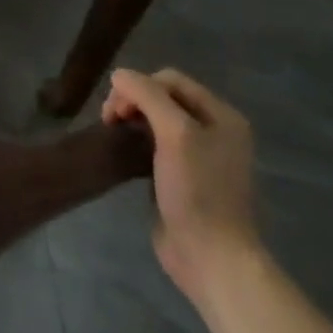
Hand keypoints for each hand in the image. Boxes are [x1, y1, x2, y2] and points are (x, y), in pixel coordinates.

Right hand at [102, 67, 261, 307]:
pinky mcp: (183, 177)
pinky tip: (126, 153)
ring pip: (156, 120)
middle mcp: (214, 130)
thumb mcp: (175, 133)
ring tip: (115, 134)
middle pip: (163, 97)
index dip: (138, 86)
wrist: (210, 257)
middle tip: (111, 121)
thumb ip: (147, 96)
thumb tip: (119, 75)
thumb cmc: (197, 191)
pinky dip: (137, 141)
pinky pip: (156, 144)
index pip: (170, 79)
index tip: (116, 111)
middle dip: (133, 101)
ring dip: (133, 120)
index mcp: (222, 116)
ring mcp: (200, 155)